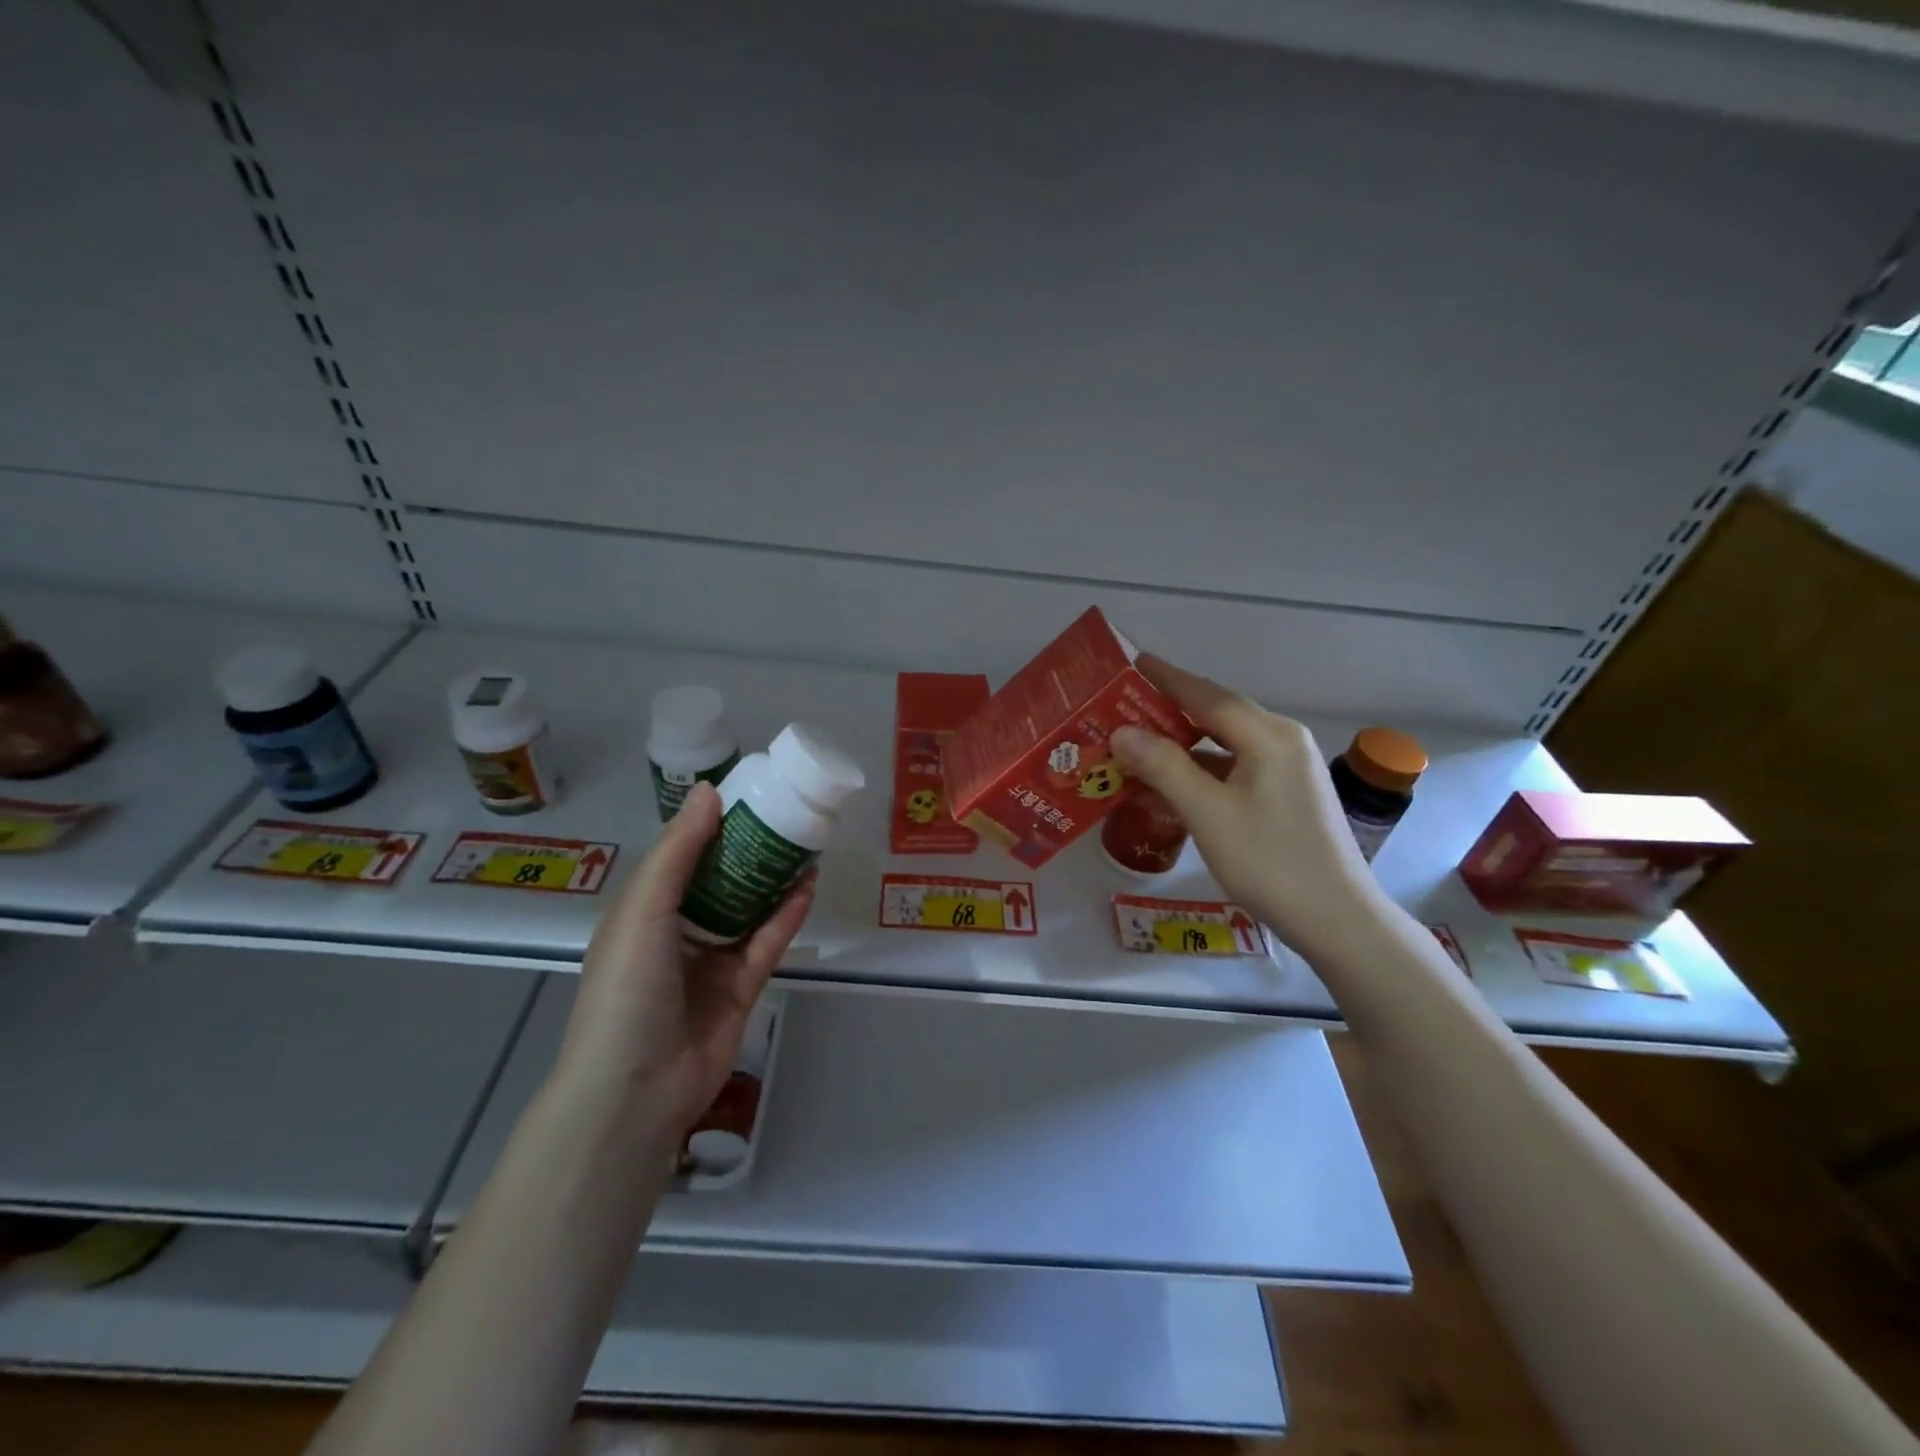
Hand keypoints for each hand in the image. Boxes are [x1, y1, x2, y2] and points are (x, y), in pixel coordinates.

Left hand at [555, 782, 813, 1133]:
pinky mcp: (741, 988)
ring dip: (774, 879)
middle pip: (720, 880)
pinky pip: (767, 942)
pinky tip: (809, 887)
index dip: (711, 826)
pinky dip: (787, 916)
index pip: (681, 857)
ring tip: (805, 844)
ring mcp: (710, 962)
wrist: (635, 1089)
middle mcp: (676, 932)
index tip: (746, 794)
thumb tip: (710, 791)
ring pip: (748, 909)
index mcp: (643, 911)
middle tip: (786, 816)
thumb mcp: (643, 910)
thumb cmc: (627, 988)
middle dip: (750, 849)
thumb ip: (679, 851)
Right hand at [1110, 654, 1381, 962]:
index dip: (1168, 678)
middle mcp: (1283, 741)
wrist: (1337, 920)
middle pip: (1218, 714)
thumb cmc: (1270, 862)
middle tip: (1125, 706)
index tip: (1134, 661)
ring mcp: (1288, 769)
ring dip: (1183, 744)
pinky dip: (1202, 769)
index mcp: (1268, 736)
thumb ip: (1164, 767)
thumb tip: (1121, 732)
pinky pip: (1236, 768)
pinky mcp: (1287, 794)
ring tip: (1139, 744)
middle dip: (1170, 709)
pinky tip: (1173, 783)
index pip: (1208, 695)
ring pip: (1226, 743)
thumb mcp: (1208, 813)